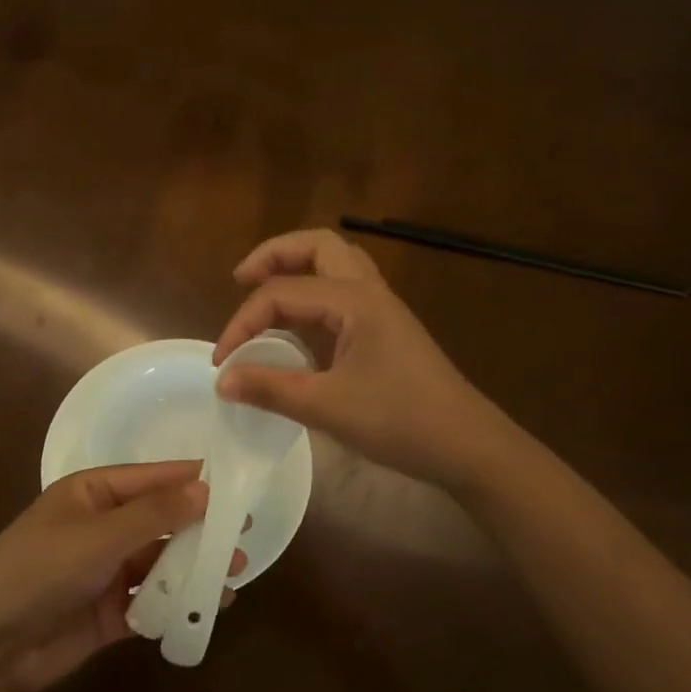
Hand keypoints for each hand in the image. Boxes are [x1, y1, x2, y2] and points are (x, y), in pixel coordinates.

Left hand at [0, 462, 243, 691]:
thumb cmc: (41, 568)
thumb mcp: (100, 534)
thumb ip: (155, 514)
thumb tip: (204, 488)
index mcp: (94, 493)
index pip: (153, 478)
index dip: (193, 480)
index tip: (238, 484)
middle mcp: (103, 527)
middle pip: (161, 522)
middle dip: (200, 529)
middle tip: (244, 535)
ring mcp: (105, 571)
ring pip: (160, 564)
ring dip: (193, 568)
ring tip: (235, 574)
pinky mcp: (108, 613)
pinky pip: (151, 602)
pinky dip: (177, 604)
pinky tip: (208, 607)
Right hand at [212, 229, 518, 492]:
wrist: (468, 446)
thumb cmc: (401, 422)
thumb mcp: (328, 407)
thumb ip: (270, 389)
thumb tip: (222, 380)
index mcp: (354, 300)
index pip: (283, 293)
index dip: (243, 322)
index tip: (221, 361)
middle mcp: (369, 291)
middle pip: (317, 246)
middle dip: (274, 254)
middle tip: (241, 279)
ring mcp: (382, 307)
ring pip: (335, 262)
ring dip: (298, 265)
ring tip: (265, 288)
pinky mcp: (387, 327)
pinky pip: (344, 289)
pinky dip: (314, 290)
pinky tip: (299, 323)